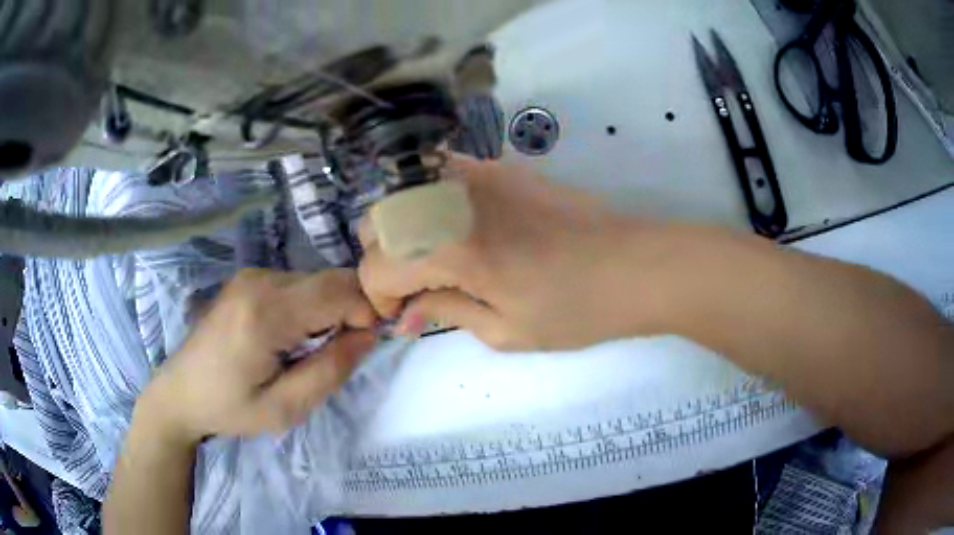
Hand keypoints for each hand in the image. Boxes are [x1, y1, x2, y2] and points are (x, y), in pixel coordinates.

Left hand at [138, 268, 376, 443]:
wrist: (181, 392)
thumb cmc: (230, 407)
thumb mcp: (285, 408)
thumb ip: (330, 371)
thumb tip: (368, 335)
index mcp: (266, 313)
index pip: (339, 290)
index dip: (367, 310)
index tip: (366, 344)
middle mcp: (259, 281)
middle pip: (330, 279)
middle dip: (353, 308)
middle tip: (345, 350)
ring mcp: (251, 275)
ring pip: (316, 279)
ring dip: (331, 308)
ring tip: (317, 348)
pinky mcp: (248, 279)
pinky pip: (297, 283)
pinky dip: (311, 305)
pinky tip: (295, 335)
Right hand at [359, 154, 659, 350]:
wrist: (634, 265)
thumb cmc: (577, 309)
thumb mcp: (506, 330)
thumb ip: (446, 313)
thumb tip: (406, 316)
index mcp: (452, 247)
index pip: (377, 266)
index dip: (379, 299)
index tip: (403, 317)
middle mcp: (452, 198)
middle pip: (378, 222)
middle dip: (383, 261)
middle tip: (416, 290)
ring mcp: (476, 172)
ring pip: (402, 194)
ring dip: (402, 230)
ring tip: (432, 260)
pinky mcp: (499, 166)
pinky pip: (439, 176)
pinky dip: (429, 204)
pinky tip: (456, 229)